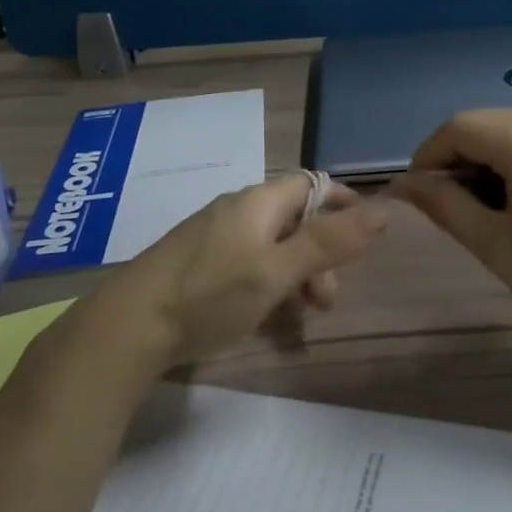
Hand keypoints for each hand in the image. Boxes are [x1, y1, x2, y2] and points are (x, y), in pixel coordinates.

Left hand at [84, 175, 385, 369]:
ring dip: (297, 272)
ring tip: (300, 313)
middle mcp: (236, 210)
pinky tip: (265, 313)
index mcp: (257, 202)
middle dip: (321, 253)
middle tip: (325, 300)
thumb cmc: (210, 294)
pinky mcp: (197, 262)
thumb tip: (383, 210)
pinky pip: (248, 260)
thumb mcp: (277, 270)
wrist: (128, 327)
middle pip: (294, 218)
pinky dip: (269, 280)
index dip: (343, 203)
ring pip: (272, 243)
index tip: (366, 236)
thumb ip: (329, 242)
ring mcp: (213, 236)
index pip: (312, 184)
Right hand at [390, 110, 511, 356]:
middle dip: (455, 160)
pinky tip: (511, 204)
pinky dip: (511, 166)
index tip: (415, 197)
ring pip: (509, 133)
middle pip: (484, 124)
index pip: (459, 127)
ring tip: (478, 212)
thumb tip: (402, 184)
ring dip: (482, 164)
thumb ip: (443, 204)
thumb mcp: (494, 244)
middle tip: (445, 209)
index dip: (427, 156)